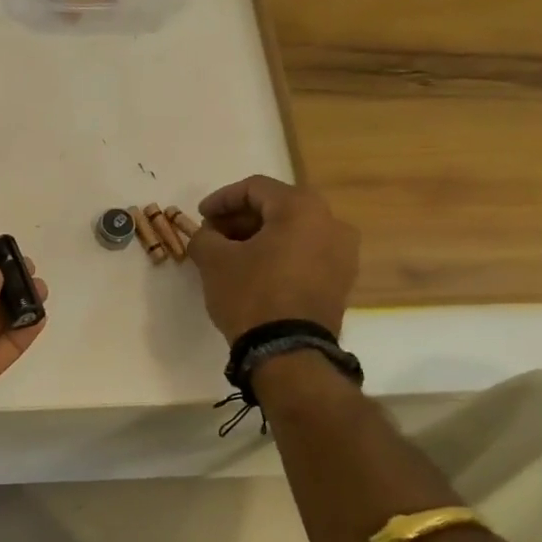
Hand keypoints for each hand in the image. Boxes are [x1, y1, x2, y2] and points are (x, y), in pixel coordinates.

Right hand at [186, 175, 359, 343]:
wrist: (288, 352)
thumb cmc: (251, 295)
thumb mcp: (214, 261)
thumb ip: (204, 237)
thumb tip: (205, 234)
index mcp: (301, 208)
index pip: (255, 188)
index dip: (221, 199)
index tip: (200, 216)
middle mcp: (331, 222)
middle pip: (277, 207)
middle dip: (240, 219)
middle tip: (212, 234)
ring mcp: (342, 253)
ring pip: (293, 231)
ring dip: (259, 237)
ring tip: (230, 254)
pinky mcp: (341, 280)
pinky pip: (305, 254)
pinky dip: (279, 254)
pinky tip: (254, 270)